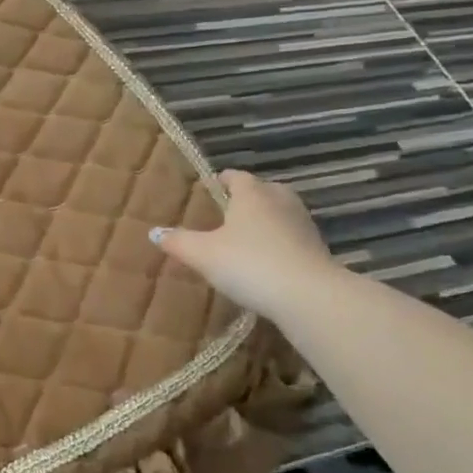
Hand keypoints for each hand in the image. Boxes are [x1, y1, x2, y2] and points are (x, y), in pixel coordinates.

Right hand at [151, 170, 336, 315]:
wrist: (307, 295)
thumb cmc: (248, 263)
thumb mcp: (203, 254)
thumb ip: (178, 241)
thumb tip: (154, 232)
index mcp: (252, 194)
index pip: (236, 177)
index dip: (222, 180)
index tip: (210, 187)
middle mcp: (280, 201)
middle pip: (264, 190)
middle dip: (248, 197)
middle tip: (229, 212)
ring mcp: (303, 224)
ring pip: (281, 212)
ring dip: (267, 220)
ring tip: (247, 236)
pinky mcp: (318, 248)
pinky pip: (293, 237)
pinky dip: (280, 242)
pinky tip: (268, 260)